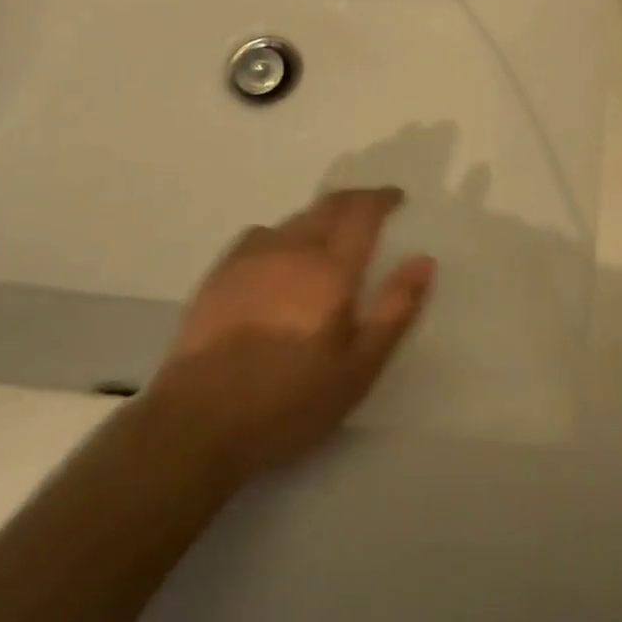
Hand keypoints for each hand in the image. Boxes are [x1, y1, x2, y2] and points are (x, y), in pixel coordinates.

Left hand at [145, 188, 435, 486]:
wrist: (196, 424)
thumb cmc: (288, 403)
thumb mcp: (358, 369)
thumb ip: (395, 311)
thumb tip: (424, 260)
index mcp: (331, 270)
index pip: (363, 213)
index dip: (382, 199)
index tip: (397, 197)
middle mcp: (293, 249)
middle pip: (329, 206)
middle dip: (355, 200)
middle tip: (371, 207)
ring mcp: (252, 258)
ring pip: (295, 218)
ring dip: (320, 216)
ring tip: (329, 234)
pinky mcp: (220, 273)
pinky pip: (260, 234)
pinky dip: (281, 233)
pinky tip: (278, 255)